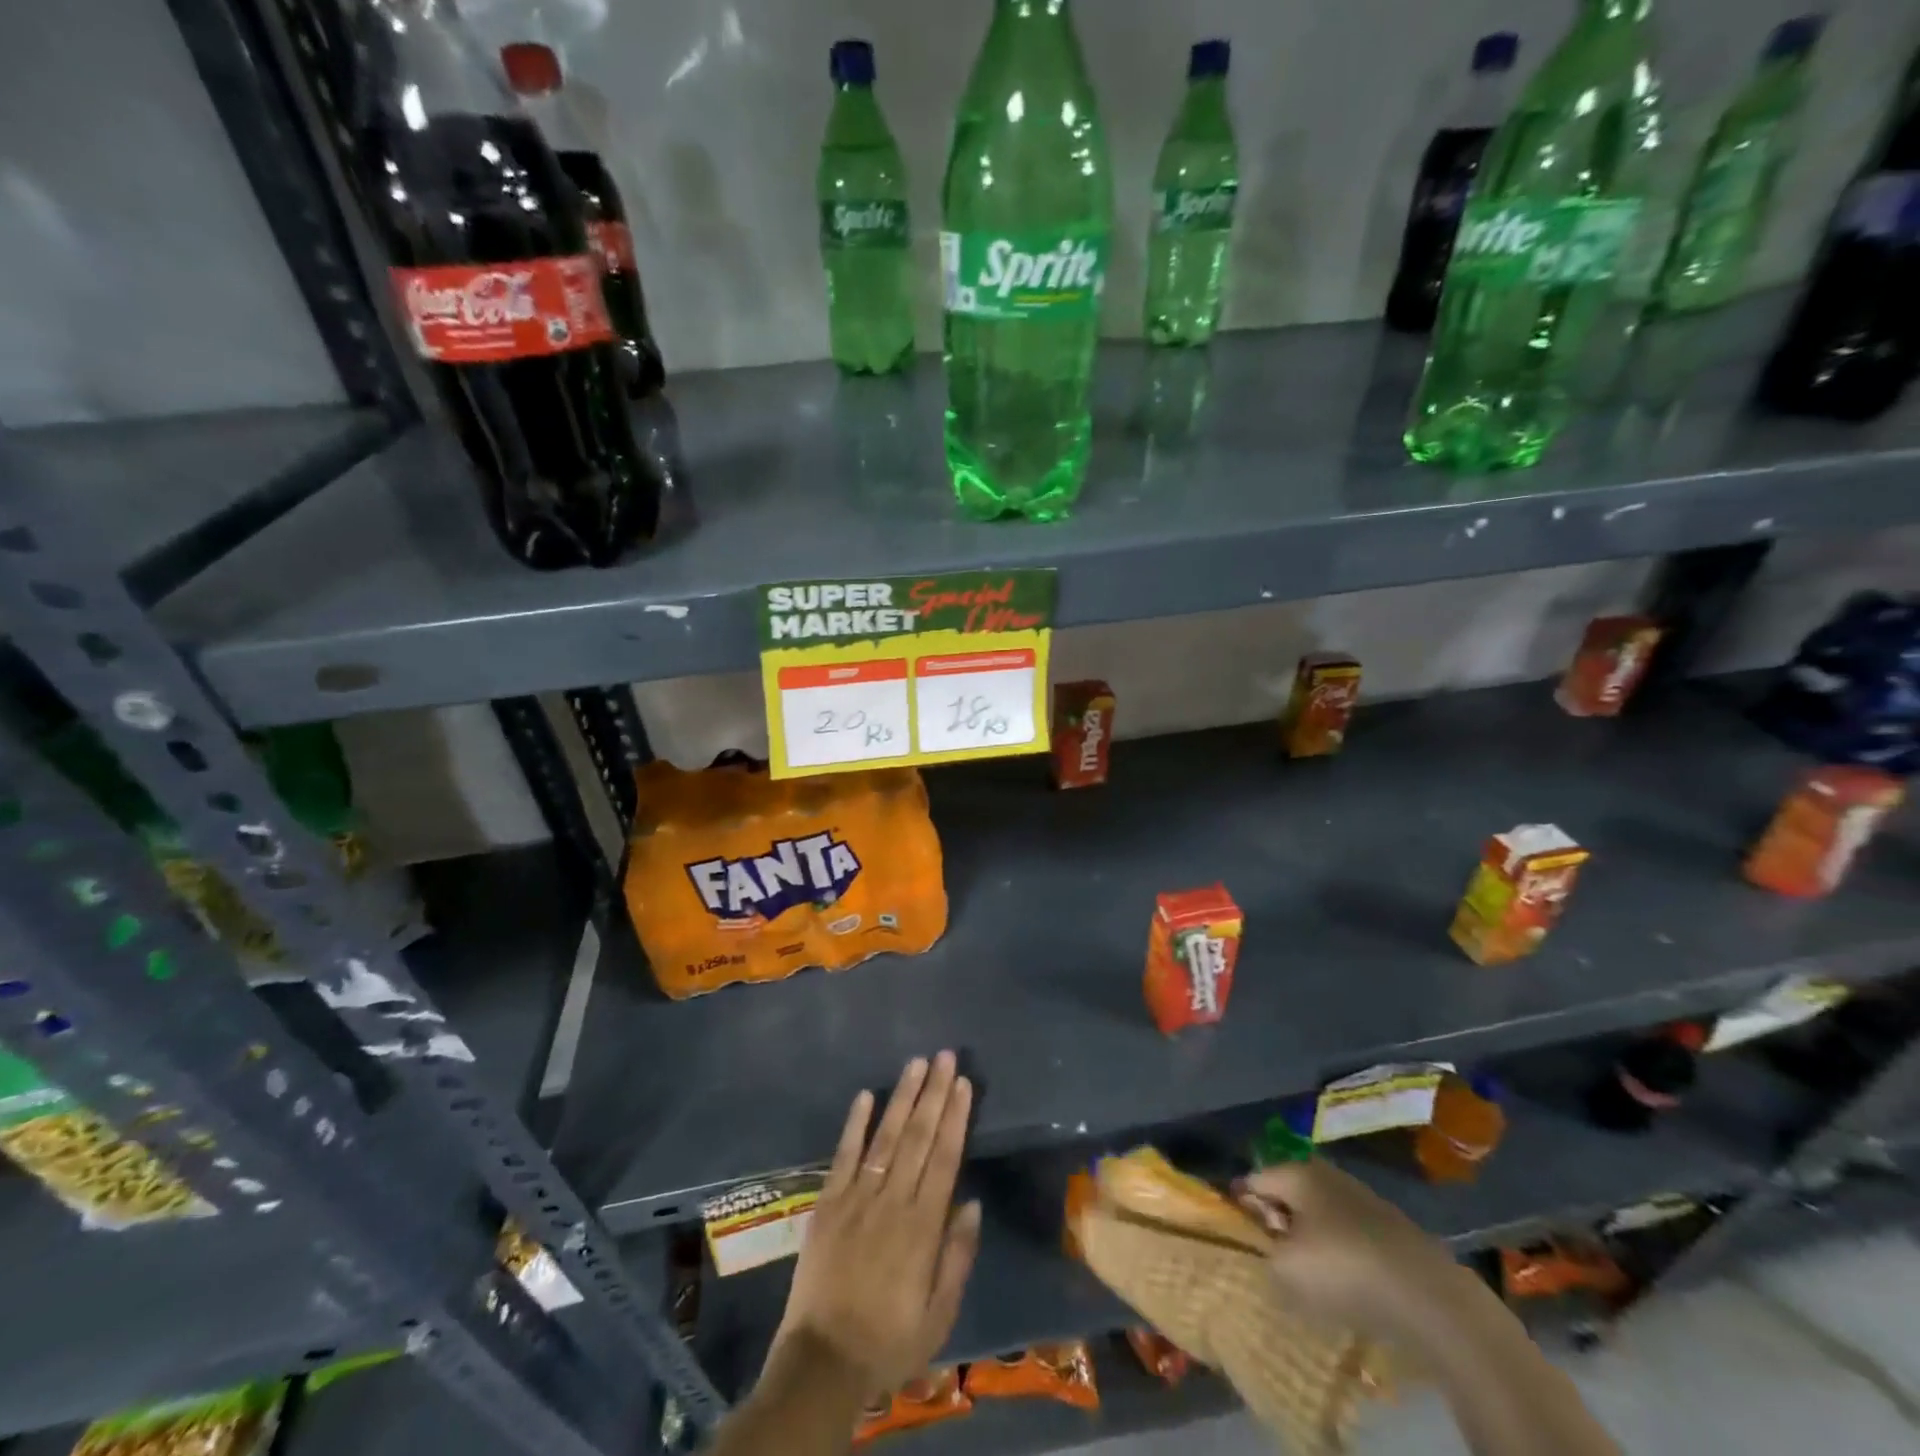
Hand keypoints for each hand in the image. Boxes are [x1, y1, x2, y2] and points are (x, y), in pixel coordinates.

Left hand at [773, 1052, 981, 1394]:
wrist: (823, 1362)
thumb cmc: (889, 1340)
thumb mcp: (939, 1314)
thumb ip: (957, 1256)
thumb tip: (973, 1203)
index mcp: (922, 1227)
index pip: (944, 1158)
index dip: (955, 1118)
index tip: (964, 1084)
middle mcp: (892, 1202)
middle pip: (918, 1137)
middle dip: (934, 1093)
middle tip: (946, 1056)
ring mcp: (857, 1198)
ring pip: (885, 1137)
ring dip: (902, 1097)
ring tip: (916, 1063)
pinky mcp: (828, 1203)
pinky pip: (844, 1156)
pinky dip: (855, 1124)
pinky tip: (865, 1094)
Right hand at [1237, 1158, 1470, 1343]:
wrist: (1428, 1295)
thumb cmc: (1343, 1269)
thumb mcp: (1285, 1268)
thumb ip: (1263, 1253)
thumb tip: (1266, 1249)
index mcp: (1295, 1171)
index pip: (1253, 1181)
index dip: (1241, 1208)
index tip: (1238, 1238)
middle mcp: (1326, 1173)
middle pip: (1288, 1194)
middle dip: (1278, 1222)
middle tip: (1273, 1258)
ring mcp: (1363, 1198)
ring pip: (1321, 1215)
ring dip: (1312, 1239)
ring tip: (1310, 1276)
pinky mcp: (1391, 1227)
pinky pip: (1350, 1235)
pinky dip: (1342, 1253)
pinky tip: (1347, 1282)